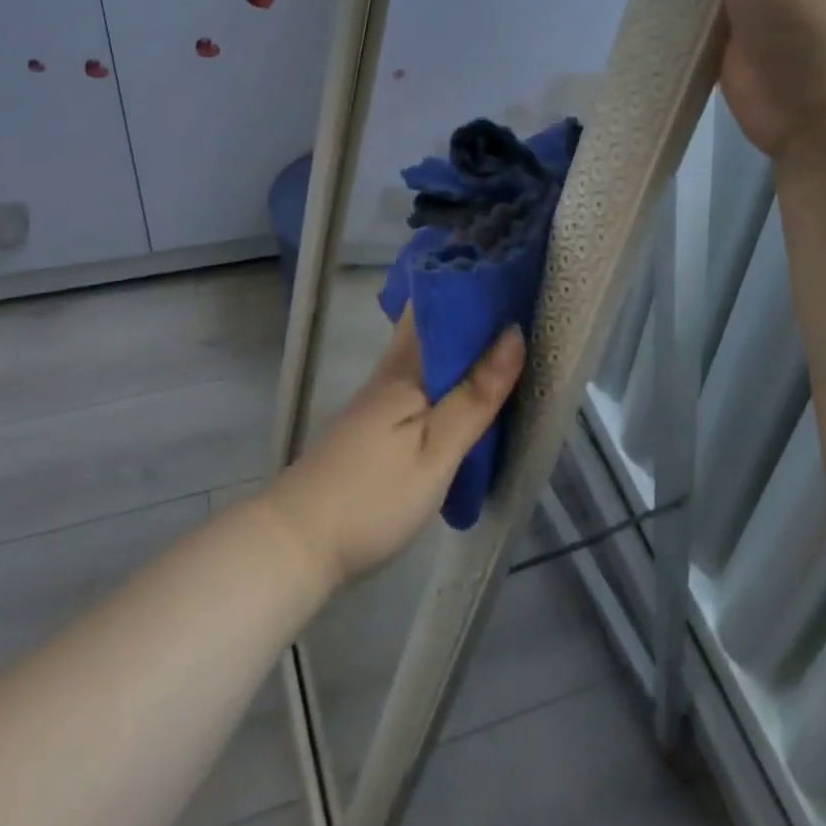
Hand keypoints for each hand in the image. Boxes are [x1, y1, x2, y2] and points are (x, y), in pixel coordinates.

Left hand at [263, 311, 526, 588]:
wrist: (298, 546)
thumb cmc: (373, 496)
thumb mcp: (436, 450)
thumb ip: (475, 395)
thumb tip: (513, 333)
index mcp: (407, 366)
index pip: (442, 304)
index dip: (478, 287)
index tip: (520, 280)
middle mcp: (392, 372)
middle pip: (437, 327)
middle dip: (477, 315)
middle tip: (528, 310)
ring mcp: (382, 399)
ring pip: (432, 356)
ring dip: (467, 347)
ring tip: (515, 344)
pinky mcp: (379, 425)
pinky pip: (426, 383)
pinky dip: (453, 377)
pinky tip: (474, 390)